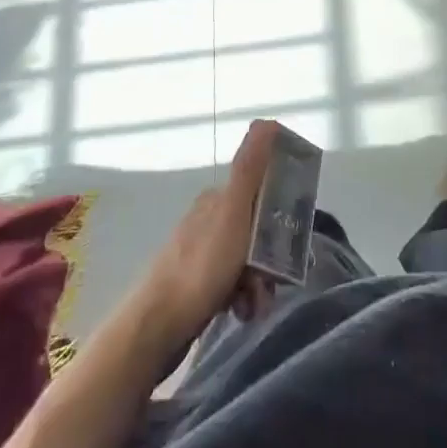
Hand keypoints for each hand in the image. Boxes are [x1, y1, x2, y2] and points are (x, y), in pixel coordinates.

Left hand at [128, 119, 280, 350]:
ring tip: (253, 306)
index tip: (290, 245)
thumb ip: (251, 169)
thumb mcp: (234, 213)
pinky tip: (239, 313)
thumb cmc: (202, 267)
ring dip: (257, 284)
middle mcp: (208, 220)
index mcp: (218, 199)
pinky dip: (241, 298)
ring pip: (246, 262)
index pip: (263, 198)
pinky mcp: (195, 284)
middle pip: (257, 234)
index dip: (280, 220)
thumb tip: (268, 121)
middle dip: (269, 261)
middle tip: (269, 284)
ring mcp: (200, 252)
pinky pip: (231, 285)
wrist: (156, 326)